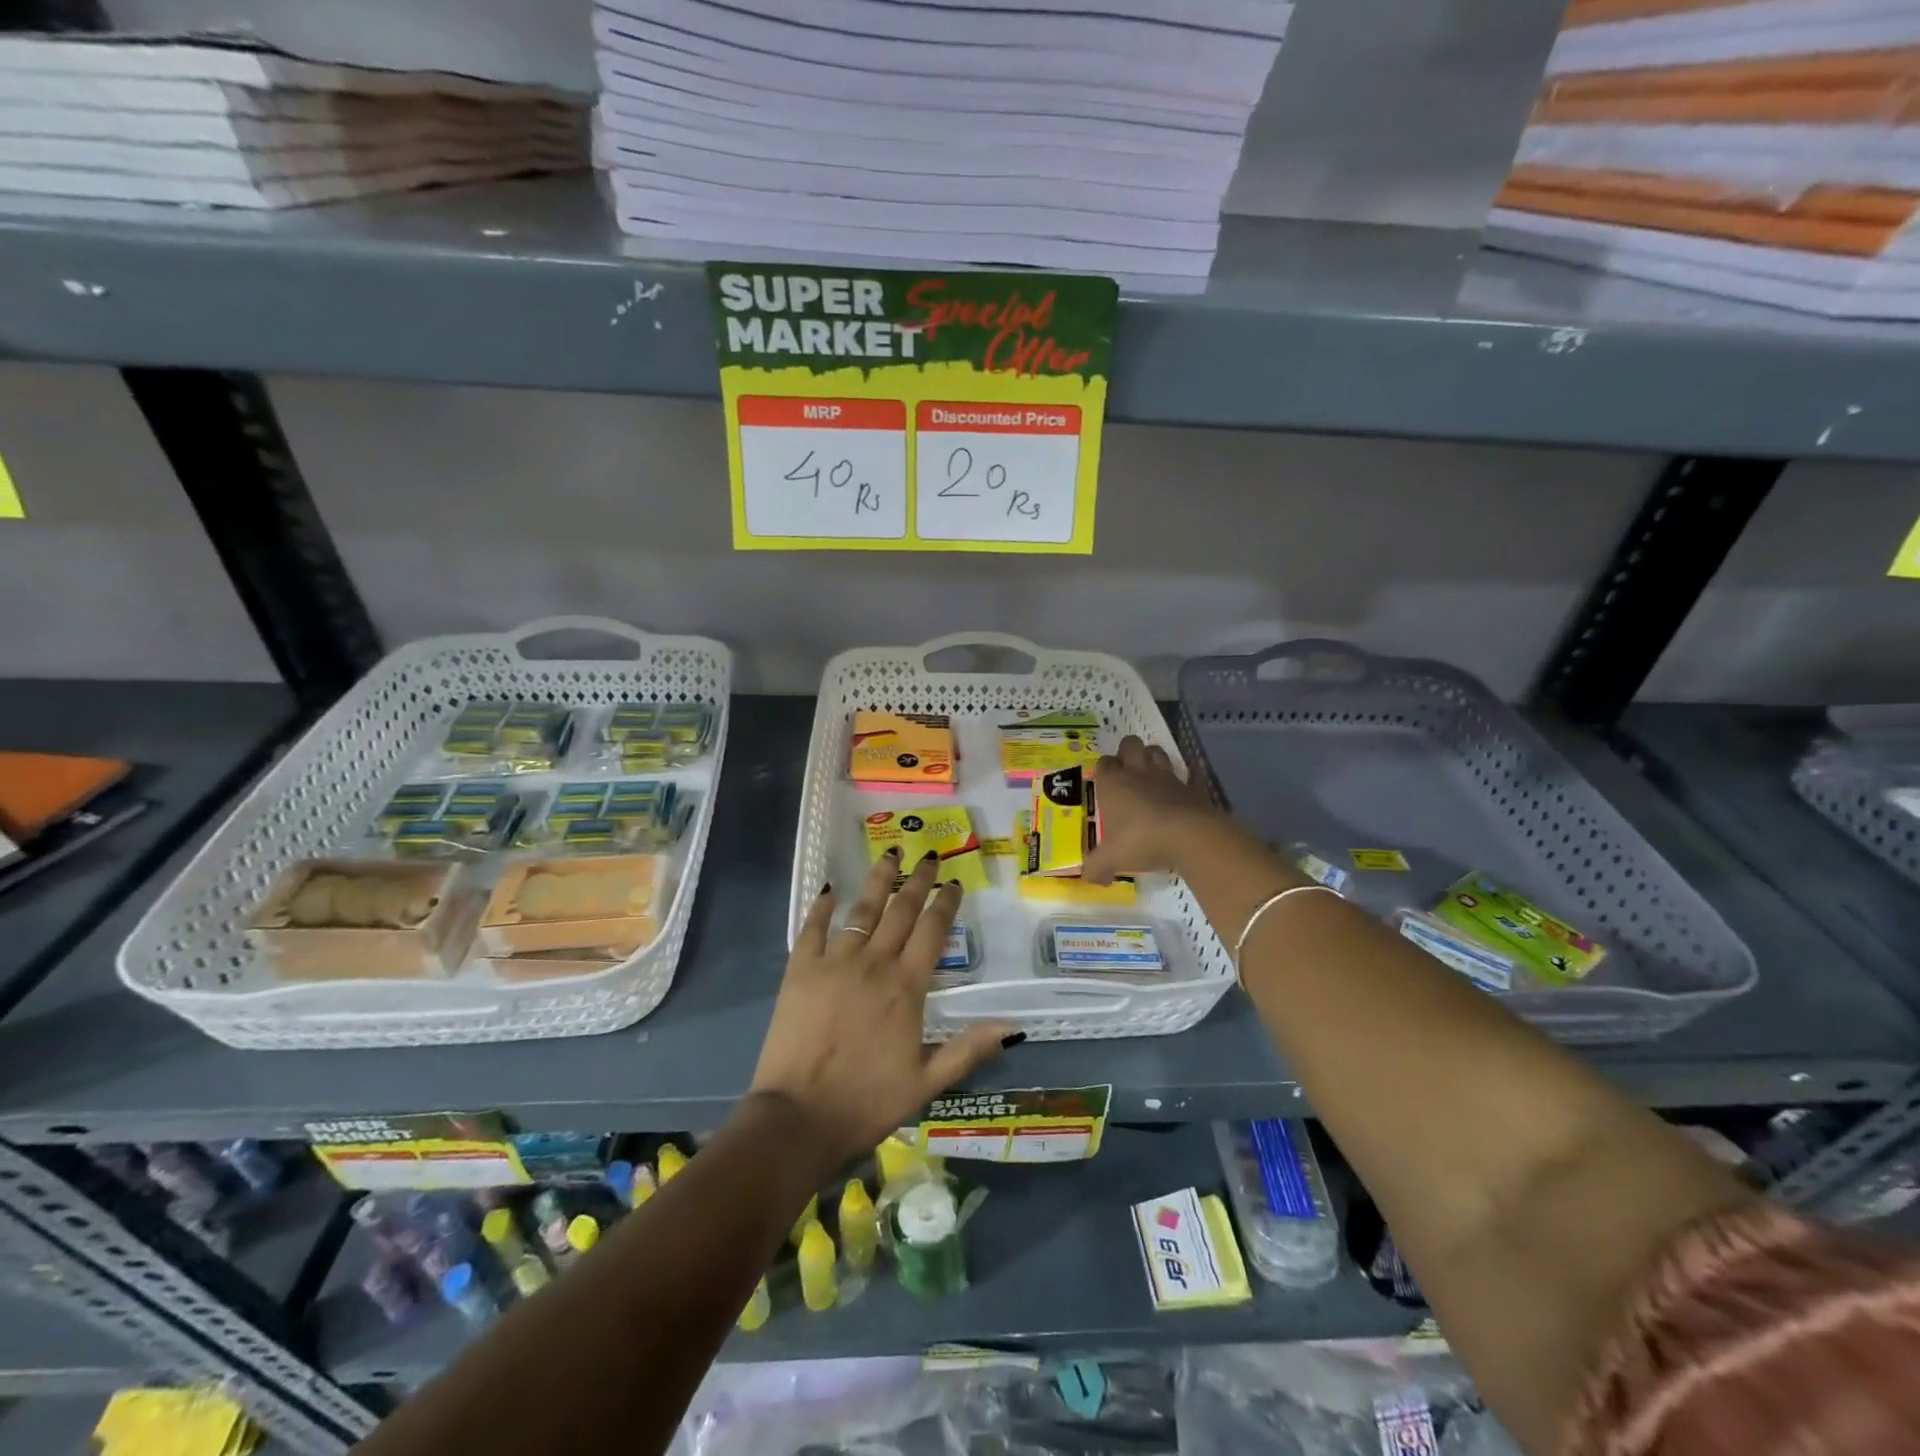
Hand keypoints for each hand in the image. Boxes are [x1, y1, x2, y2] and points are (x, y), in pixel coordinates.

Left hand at [749, 849, 1015, 1170]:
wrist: (798, 1119)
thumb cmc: (867, 1102)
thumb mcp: (926, 1082)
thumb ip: (968, 1049)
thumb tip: (1014, 1026)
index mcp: (906, 988)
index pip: (933, 932)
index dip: (946, 904)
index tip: (954, 883)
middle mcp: (874, 964)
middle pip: (900, 911)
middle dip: (918, 880)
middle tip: (929, 856)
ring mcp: (834, 963)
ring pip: (861, 910)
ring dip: (877, 880)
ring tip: (889, 854)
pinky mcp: (800, 971)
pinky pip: (811, 929)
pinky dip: (820, 908)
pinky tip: (828, 890)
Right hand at [1083, 735, 1230, 882]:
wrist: (1189, 836)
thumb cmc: (1142, 840)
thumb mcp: (1112, 858)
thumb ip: (1097, 867)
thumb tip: (1089, 879)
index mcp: (1113, 783)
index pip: (1104, 762)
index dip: (1104, 769)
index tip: (1105, 785)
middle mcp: (1138, 773)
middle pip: (1130, 744)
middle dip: (1127, 752)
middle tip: (1127, 773)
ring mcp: (1167, 777)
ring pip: (1157, 751)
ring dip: (1153, 757)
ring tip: (1151, 776)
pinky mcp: (1192, 786)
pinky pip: (1190, 774)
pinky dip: (1188, 777)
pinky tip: (1186, 786)